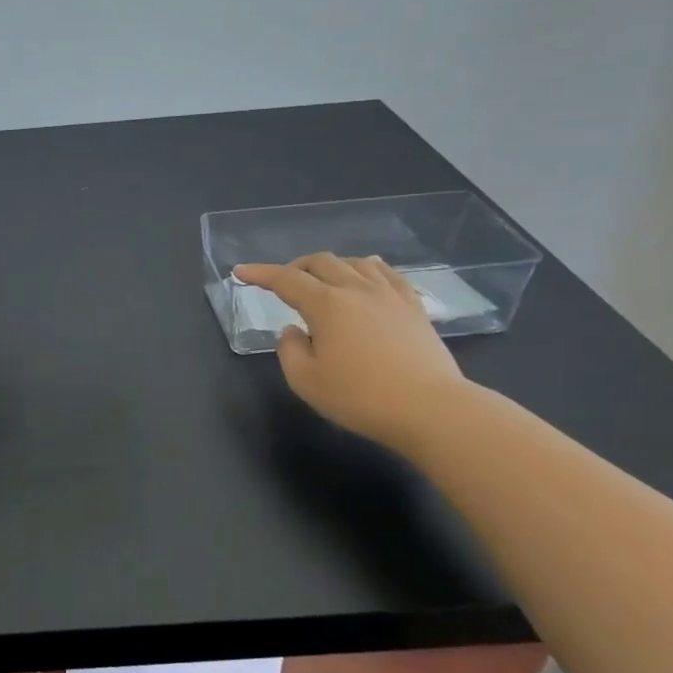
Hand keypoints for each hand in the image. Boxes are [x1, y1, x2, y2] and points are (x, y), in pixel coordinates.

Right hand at [234, 255, 465, 450]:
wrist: (431, 409)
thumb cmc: (361, 398)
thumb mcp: (306, 381)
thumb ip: (289, 350)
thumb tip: (294, 330)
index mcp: (326, 304)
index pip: (285, 280)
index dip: (260, 273)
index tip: (241, 272)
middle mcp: (356, 289)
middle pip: (321, 262)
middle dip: (296, 267)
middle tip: (284, 284)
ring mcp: (389, 295)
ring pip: (354, 263)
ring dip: (331, 266)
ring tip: (323, 281)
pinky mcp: (414, 307)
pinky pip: (387, 274)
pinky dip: (368, 269)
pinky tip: (367, 275)